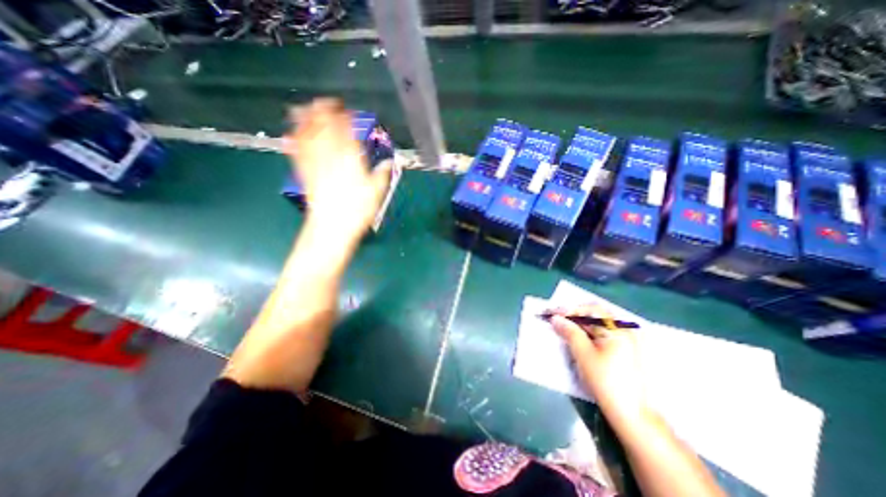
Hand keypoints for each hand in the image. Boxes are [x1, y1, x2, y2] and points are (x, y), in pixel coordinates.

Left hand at [286, 97, 391, 242]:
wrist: (332, 226)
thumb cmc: (357, 209)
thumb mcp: (377, 191)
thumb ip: (383, 173)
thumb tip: (389, 162)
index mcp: (350, 158)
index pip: (345, 128)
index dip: (344, 115)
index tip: (345, 108)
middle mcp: (330, 155)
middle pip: (323, 126)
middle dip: (323, 111)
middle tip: (326, 103)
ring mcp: (315, 163)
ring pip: (307, 135)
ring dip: (305, 120)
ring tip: (304, 108)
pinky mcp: (304, 173)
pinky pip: (297, 152)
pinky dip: (294, 140)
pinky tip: (291, 134)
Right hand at [551, 308, 648, 426]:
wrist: (631, 414)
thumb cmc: (606, 381)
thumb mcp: (584, 355)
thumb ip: (569, 332)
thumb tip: (556, 318)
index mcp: (618, 330)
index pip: (591, 309)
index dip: (570, 309)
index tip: (553, 313)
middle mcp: (624, 331)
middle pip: (595, 315)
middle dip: (574, 315)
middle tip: (556, 319)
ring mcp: (625, 341)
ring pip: (597, 325)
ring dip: (579, 324)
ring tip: (562, 328)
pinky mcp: (622, 351)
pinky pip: (601, 334)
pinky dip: (586, 333)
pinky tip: (575, 338)